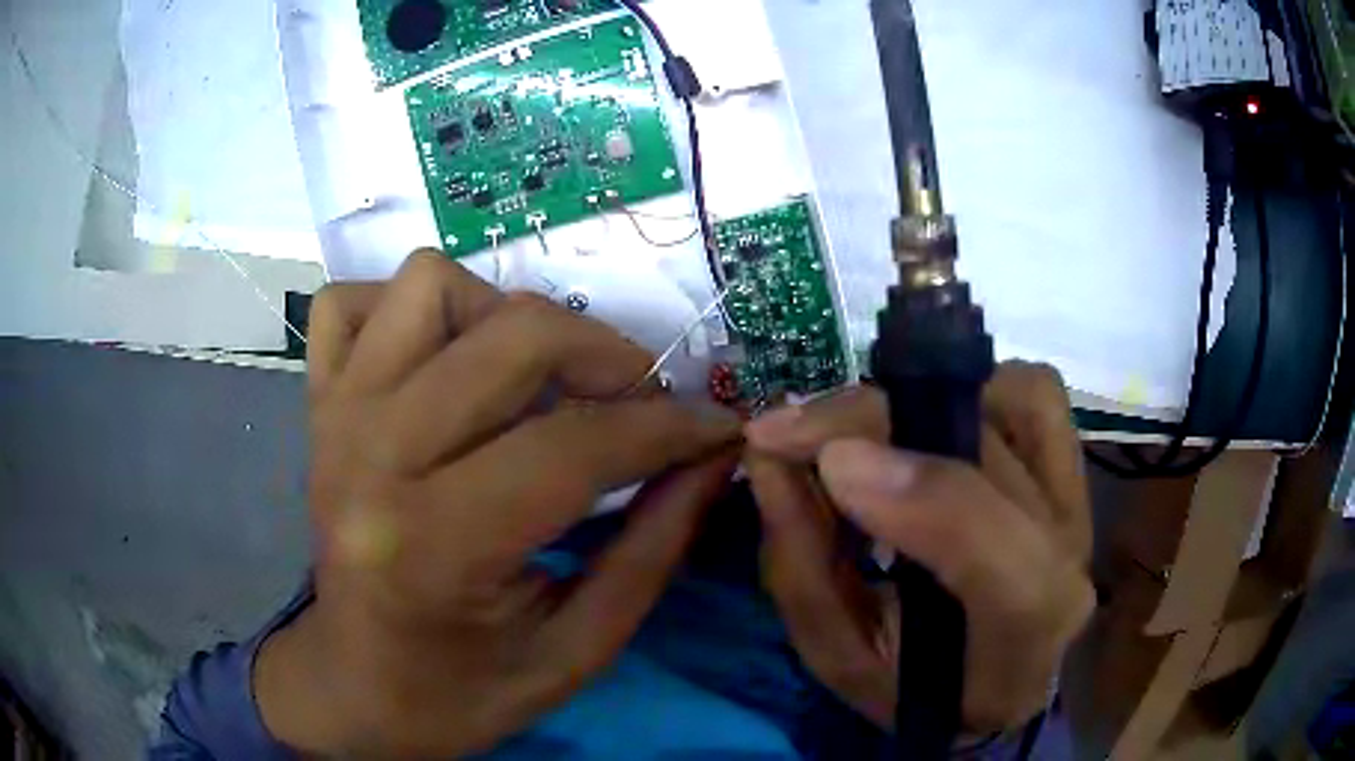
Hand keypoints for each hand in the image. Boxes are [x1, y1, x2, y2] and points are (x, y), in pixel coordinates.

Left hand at [255, 252, 740, 756]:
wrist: (354, 688)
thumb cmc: (461, 693)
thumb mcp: (577, 652)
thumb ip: (654, 550)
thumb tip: (713, 457)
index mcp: (434, 546)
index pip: (574, 446)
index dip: (669, 428)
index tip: (718, 428)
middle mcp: (371, 458)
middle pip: (511, 337)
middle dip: (608, 357)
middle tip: (640, 404)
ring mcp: (335, 418)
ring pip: (429, 286)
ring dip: (506, 317)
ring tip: (536, 379)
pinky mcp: (317, 405)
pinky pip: (349, 303)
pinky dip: (406, 314)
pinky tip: (443, 363)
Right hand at [744, 362, 1093, 732]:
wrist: (1000, 680)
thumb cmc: (917, 685)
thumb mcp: (842, 655)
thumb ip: (802, 567)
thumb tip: (770, 461)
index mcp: (1017, 638)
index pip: (995, 560)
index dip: (914, 497)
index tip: (814, 463)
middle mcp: (1068, 556)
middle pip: (988, 454)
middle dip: (872, 423)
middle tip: (788, 430)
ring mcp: (1079, 503)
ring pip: (1014, 400)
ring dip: (921, 400)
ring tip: (853, 431)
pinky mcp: (1073, 469)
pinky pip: (1034, 391)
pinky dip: (974, 387)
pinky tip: (929, 420)